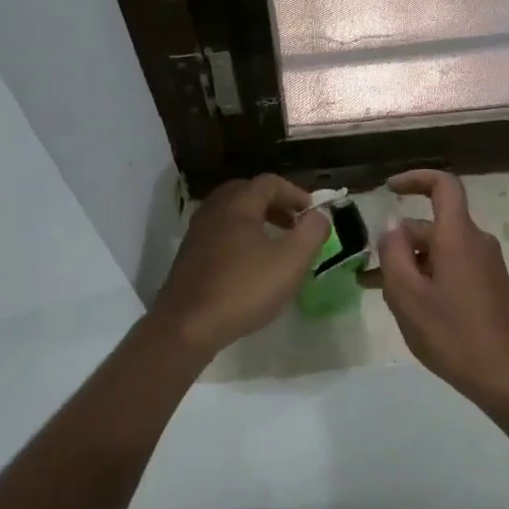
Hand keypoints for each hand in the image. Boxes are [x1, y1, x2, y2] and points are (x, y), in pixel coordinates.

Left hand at [147, 175, 331, 358]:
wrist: (187, 326)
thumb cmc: (243, 289)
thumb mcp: (290, 262)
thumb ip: (311, 233)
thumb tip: (320, 214)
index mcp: (238, 205)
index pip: (269, 183)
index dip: (295, 193)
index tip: (313, 214)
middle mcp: (214, 210)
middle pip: (247, 193)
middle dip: (274, 204)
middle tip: (294, 224)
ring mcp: (197, 232)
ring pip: (231, 213)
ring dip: (256, 220)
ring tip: (275, 243)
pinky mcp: (189, 256)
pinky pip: (219, 233)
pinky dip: (240, 236)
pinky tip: (250, 264)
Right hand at [374, 169, 508, 399]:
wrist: (506, 377)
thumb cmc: (452, 333)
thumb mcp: (408, 295)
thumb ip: (393, 253)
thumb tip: (391, 226)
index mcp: (458, 236)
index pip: (442, 186)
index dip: (415, 179)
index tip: (388, 189)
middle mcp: (476, 242)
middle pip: (432, 225)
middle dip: (398, 241)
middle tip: (368, 270)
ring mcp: (485, 265)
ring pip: (439, 250)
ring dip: (409, 263)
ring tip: (378, 290)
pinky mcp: (489, 286)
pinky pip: (452, 267)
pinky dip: (427, 275)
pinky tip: (407, 304)